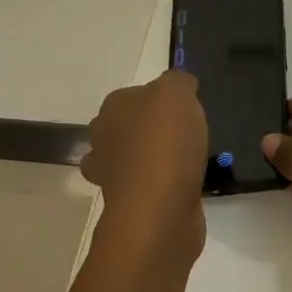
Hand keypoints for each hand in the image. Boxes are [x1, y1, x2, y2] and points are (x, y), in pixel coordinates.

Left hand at [82, 70, 208, 254]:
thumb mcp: (178, 93)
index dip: (160, 99)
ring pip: (133, 157)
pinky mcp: (129, 204)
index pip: (135, 94)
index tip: (186, 109)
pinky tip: (183, 184)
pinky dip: (162, 184)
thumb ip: (178, 81)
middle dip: (151, 129)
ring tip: (186, 161)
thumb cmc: (165, 144)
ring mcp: (112, 174)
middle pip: (129, 126)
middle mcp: (104, 138)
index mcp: (112, 108)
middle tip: (186, 134)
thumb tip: (179, 84)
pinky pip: (147, 185)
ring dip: (152, 158)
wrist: (159, 210)